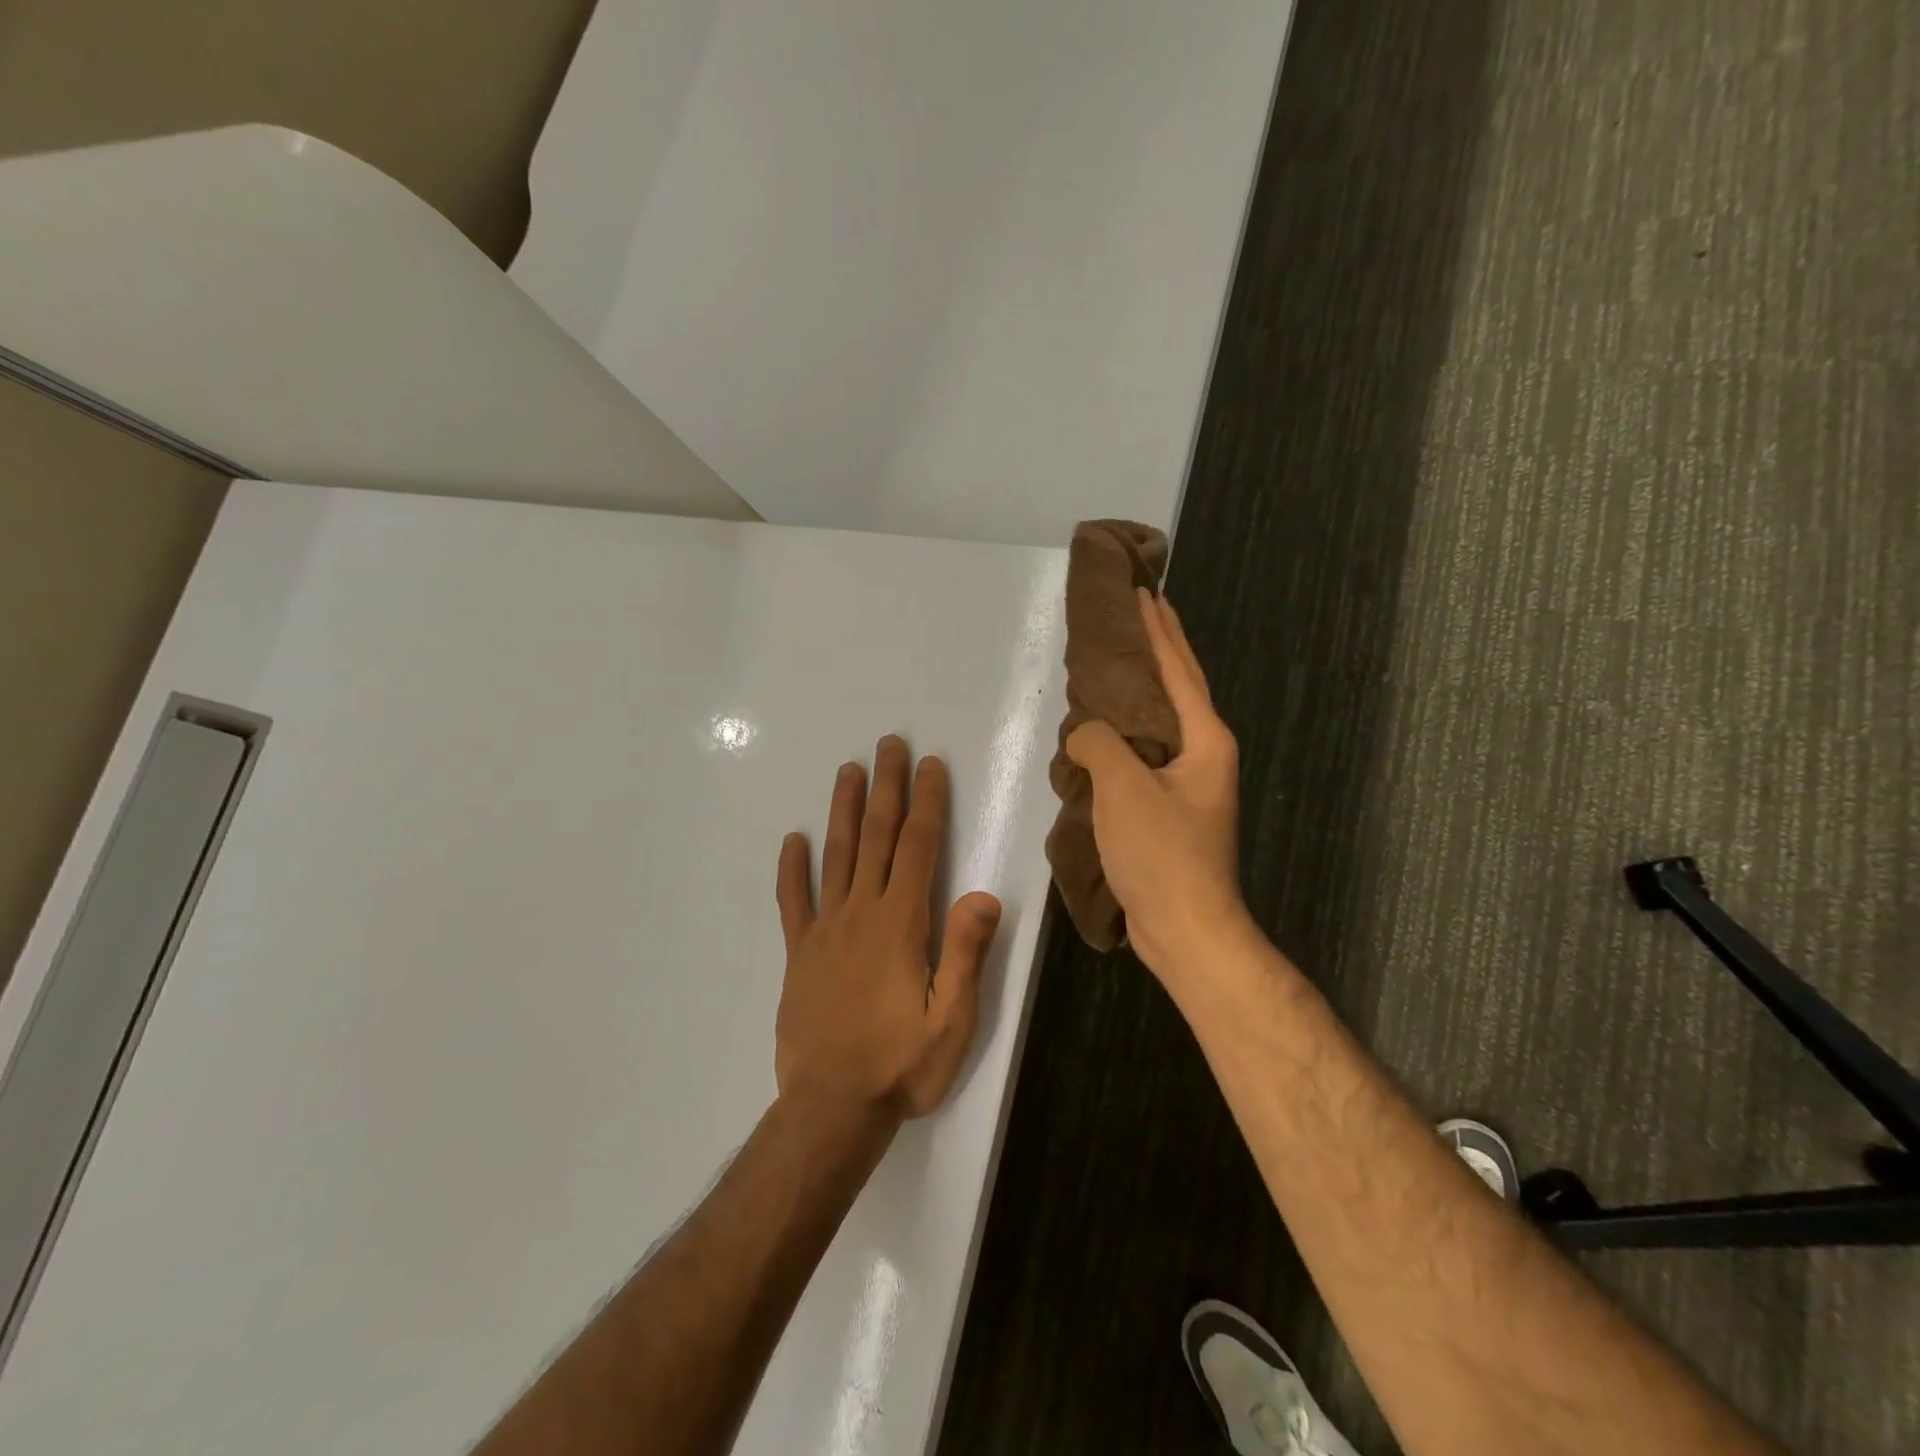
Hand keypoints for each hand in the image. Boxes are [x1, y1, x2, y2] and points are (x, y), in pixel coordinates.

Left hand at [774, 736, 1003, 1127]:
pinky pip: (793, 902)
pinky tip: (792, 840)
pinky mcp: (799, 954)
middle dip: (886, 787)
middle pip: (875, 837)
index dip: (926, 803)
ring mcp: (824, 930)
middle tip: (888, 744)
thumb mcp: (951, 1019)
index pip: (917, 847)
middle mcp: (861, 913)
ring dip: (842, 810)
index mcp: (901, 924)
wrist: (830, 1108)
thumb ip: (965, 953)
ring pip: (835, 856)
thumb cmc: (901, 1064)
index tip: (929, 765)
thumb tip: (983, 893)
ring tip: (847, 771)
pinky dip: (792, 869)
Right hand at [1065, 589, 1245, 979]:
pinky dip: (1124, 733)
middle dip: (1159, 648)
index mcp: (1205, 740)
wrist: (1186, 930)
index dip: (1159, 628)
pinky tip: (1101, 732)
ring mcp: (1188, 784)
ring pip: (1159, 723)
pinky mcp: (1169, 809)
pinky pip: (1143, 755)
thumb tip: (1084, 734)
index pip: (1179, 669)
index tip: (1144, 591)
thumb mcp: (1124, 789)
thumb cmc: (1162, 855)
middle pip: (1178, 688)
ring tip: (1112, 663)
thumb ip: (1099, 744)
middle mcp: (1203, 754)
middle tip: (1137, 611)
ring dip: (1138, 690)